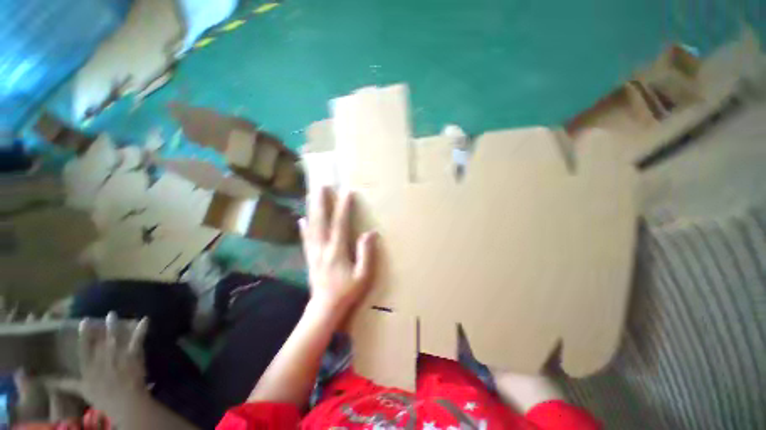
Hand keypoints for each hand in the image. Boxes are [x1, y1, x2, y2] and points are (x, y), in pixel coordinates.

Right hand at [58, 313, 149, 420]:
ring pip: (116, 336)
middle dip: (104, 327)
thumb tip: (46, 381)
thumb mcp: (82, 390)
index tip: (84, 320)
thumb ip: (66, 384)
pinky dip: (141, 329)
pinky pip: (137, 339)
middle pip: (102, 339)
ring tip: (114, 314)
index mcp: (89, 365)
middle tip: (108, 314)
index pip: (84, 347)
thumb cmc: (102, 398)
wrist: (124, 402)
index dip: (85, 333)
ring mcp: (118, 354)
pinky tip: (145, 319)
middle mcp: (102, 357)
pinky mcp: (133, 355)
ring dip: (116, 324)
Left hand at [300, 187, 376, 314]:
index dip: (344, 207)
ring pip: (311, 226)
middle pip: (321, 220)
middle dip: (321, 201)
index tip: (347, 192)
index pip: (340, 223)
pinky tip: (301, 220)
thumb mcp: (363, 276)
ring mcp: (314, 252)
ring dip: (312, 209)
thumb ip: (366, 253)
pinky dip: (303, 228)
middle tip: (322, 185)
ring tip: (311, 195)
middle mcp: (322, 248)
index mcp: (337, 251)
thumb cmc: (347, 292)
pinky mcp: (309, 258)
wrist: (325, 309)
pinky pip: (305, 239)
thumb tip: (370, 233)